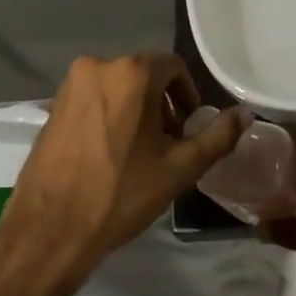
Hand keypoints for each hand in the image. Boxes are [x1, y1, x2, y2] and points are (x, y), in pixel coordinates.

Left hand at [0, 54, 248, 287]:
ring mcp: (70, 85)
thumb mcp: (180, 167)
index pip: (174, 69)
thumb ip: (218, 136)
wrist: (50, 230)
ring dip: (135, 111)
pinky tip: (109, 154)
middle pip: (144, 76)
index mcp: (131, 72)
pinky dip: (108, 116)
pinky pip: (92, 100)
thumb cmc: (121, 194)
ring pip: (117, 88)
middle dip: (162, 105)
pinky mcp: (51, 105)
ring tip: (139, 153)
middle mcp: (98, 65)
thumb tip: (246, 113)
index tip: (188, 130)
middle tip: (168, 145)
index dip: (188, 97)